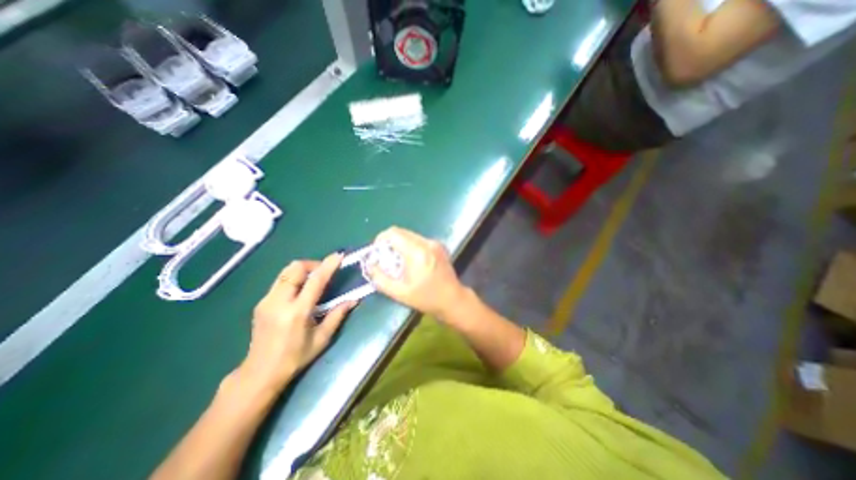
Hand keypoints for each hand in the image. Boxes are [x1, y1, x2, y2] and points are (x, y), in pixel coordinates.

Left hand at [234, 255, 354, 394]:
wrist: (259, 373)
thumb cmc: (295, 357)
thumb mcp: (321, 339)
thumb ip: (337, 316)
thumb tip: (353, 300)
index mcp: (297, 312)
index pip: (315, 280)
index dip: (328, 265)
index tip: (338, 256)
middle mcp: (279, 302)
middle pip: (295, 268)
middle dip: (313, 264)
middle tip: (324, 272)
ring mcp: (266, 301)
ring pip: (285, 272)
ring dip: (302, 270)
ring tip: (313, 280)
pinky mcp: (260, 303)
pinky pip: (279, 281)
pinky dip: (293, 278)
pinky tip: (299, 291)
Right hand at [362, 226, 464, 320]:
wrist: (453, 299)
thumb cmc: (426, 298)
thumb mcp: (400, 293)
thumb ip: (380, 278)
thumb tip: (370, 265)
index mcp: (417, 252)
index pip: (393, 233)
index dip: (381, 239)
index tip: (377, 252)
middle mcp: (427, 243)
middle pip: (401, 232)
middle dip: (389, 243)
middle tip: (386, 258)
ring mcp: (435, 243)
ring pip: (410, 235)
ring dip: (400, 244)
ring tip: (398, 261)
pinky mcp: (439, 246)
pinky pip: (418, 240)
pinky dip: (410, 246)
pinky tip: (411, 261)